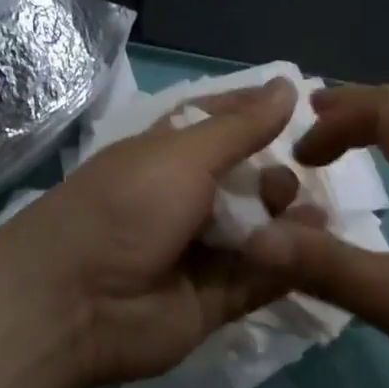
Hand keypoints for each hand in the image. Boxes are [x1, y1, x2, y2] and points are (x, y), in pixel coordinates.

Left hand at [0, 78, 304, 387]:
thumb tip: (287, 85)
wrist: (75, 302)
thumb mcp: (182, 154)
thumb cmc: (126, 207)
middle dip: (275, 176)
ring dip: (288, 218)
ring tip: (309, 213)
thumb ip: (240, 127)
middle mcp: (186, 200)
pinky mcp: (216, 300)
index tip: (304, 108)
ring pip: (260, 230)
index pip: (221, 125)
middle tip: (288, 179)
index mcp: (169, 156)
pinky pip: (261, 276)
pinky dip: (287, 262)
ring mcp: (202, 252)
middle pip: (247, 181)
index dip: (258, 115)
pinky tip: (313, 246)